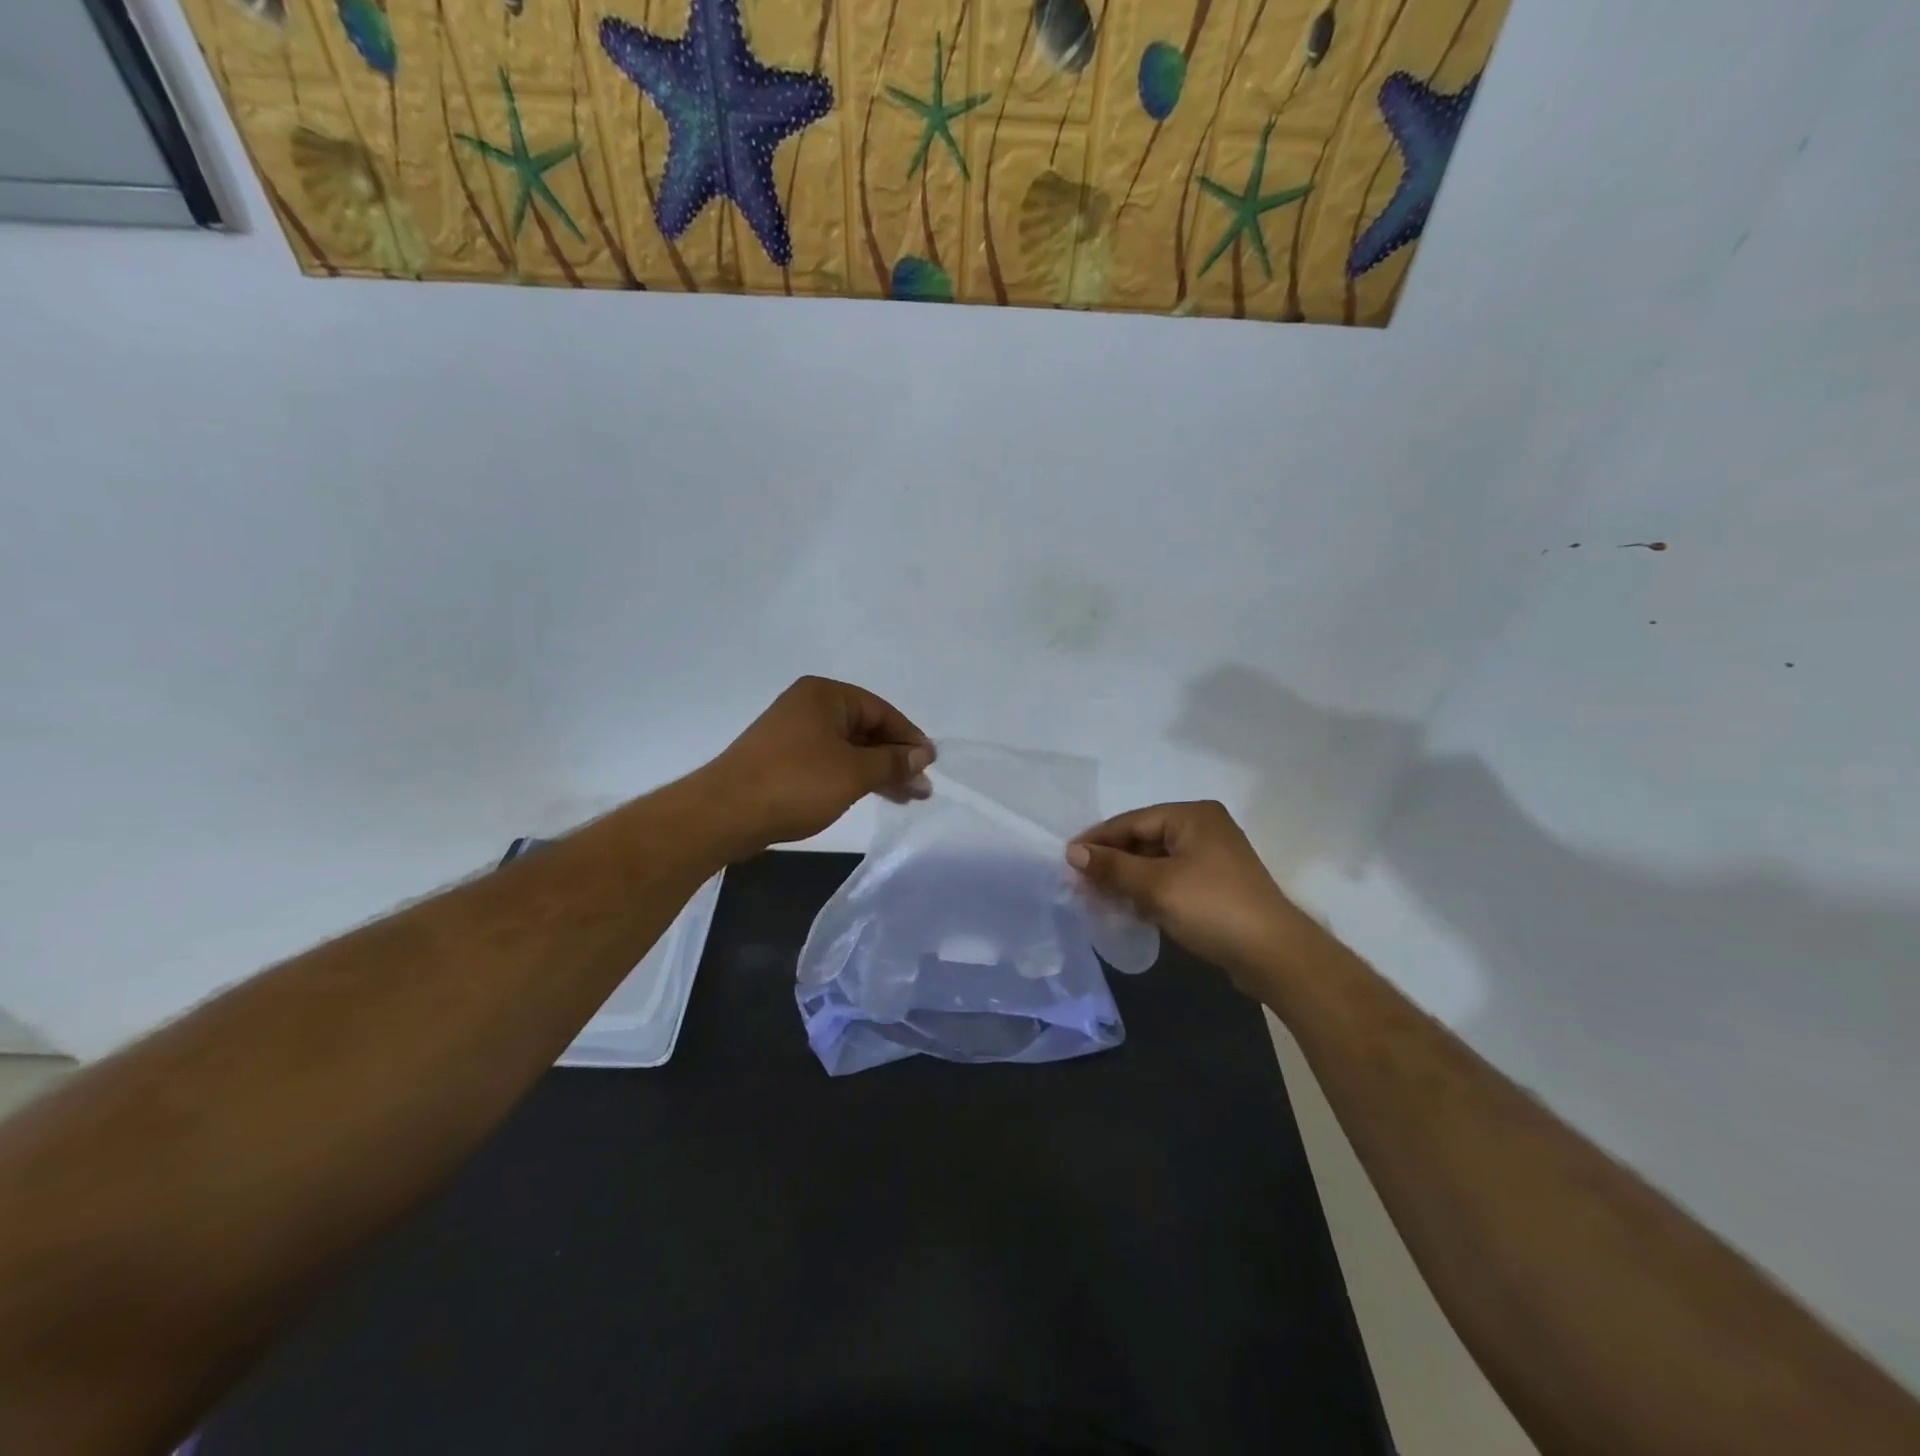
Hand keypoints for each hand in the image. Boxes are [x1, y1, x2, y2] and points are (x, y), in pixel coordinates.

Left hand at [699, 677, 932, 852]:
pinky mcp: (782, 760)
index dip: (909, 738)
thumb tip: (923, 755)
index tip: (930, 765)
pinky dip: (852, 777)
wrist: (725, 813)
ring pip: (848, 749)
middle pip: (865, 729)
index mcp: (825, 696)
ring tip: (905, 798)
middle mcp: (808, 707)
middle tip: (921, 788)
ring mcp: (792, 734)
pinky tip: (869, 794)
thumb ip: (892, 762)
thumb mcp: (854, 772)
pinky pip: (829, 762)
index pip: (881, 711)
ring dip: (877, 771)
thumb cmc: (796, 783)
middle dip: (895, 759)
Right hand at [1068, 801, 1312, 993]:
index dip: (1097, 840)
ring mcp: (1212, 858)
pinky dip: (1147, 892)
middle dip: (1111, 863)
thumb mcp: (1155, 886)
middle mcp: (1203, 828)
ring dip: (1127, 880)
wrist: (1275, 955)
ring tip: (1096, 898)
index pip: (1132, 821)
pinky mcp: (1216, 886)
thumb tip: (1073, 852)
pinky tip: (1126, 908)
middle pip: (1143, 840)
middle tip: (1079, 883)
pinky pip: (1171, 880)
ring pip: (1156, 863)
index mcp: (1192, 816)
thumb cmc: (1212, 908)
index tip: (1067, 859)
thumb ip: (1112, 867)